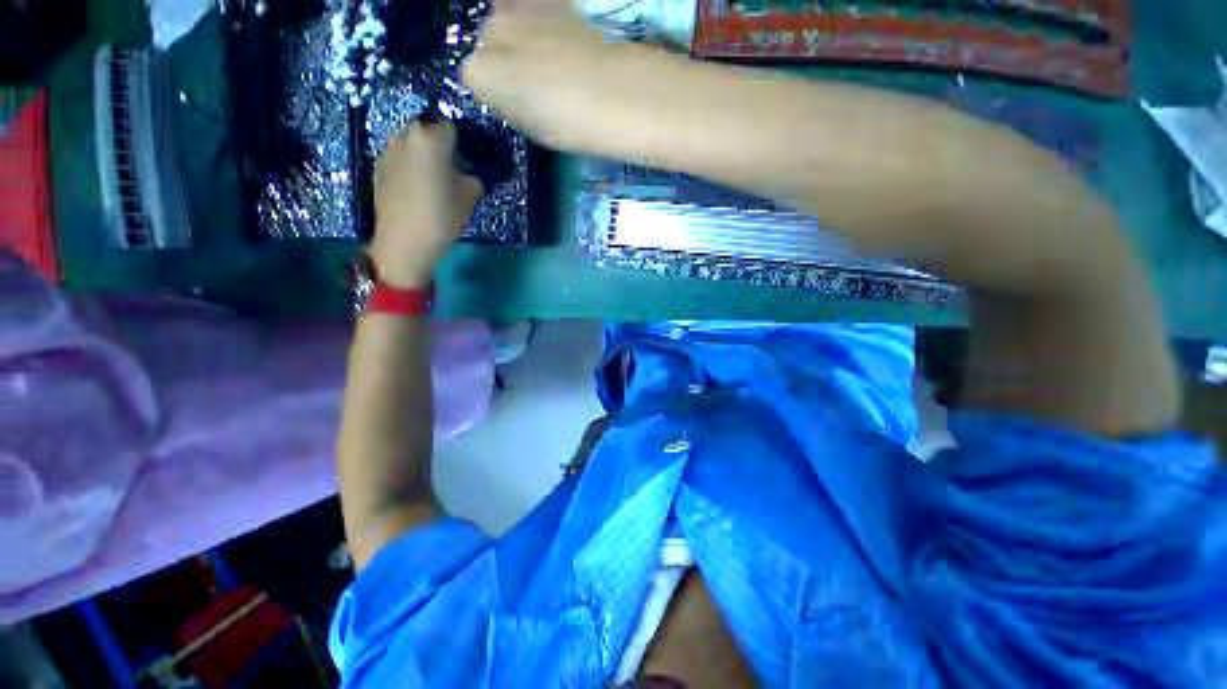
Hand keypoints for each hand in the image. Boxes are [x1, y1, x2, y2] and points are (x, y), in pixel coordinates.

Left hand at [370, 120, 482, 288]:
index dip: (461, 146)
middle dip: (440, 149)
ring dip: (423, 158)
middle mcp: (406, 135)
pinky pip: (400, 160)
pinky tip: (415, 192)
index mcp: (431, 138)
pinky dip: (409, 169)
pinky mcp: (377, 167)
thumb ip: (472, 177)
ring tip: (431, 184)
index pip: (451, 129)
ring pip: (412, 147)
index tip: (466, 164)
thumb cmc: (443, 215)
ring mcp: (388, 150)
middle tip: (450, 173)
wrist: (405, 240)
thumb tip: (468, 174)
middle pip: (428, 134)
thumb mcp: (470, 196)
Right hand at [461, 9, 658, 152]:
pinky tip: (554, 39)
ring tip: (545, 59)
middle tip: (530, 81)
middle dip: (500, 59)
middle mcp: (489, 33)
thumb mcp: (533, 129)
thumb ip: (511, 105)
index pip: (472, 77)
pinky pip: (529, 6)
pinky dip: (535, 18)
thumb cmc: (571, 126)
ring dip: (517, 38)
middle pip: (485, 43)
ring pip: (505, 22)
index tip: (510, 101)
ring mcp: (517, 10)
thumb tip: (506, 93)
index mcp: (480, 74)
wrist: (614, 94)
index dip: (491, 89)